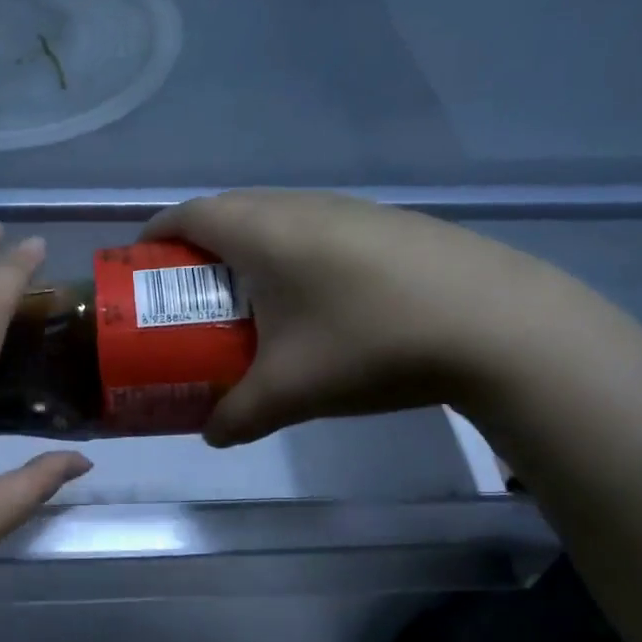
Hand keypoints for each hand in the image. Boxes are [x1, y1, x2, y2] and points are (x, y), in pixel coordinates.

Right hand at [143, 190, 570, 445]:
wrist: (502, 326)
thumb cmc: (371, 344)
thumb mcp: (291, 392)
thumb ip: (237, 416)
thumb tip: (211, 436)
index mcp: (262, 231)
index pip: (187, 214)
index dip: (154, 236)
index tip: (139, 267)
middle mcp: (299, 206)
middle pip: (227, 211)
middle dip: (195, 248)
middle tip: (186, 295)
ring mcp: (349, 209)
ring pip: (274, 217)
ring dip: (246, 250)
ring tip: (245, 301)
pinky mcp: (388, 224)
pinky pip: (314, 228)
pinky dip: (290, 254)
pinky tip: (313, 302)